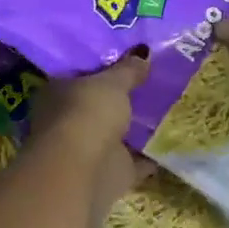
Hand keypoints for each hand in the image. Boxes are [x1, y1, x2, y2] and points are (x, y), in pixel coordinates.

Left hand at [30, 48, 154, 208]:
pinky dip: (149, 156)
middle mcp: (67, 121)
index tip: (128, 59)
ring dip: (135, 128)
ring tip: (166, 110)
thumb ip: (128, 69)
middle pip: (98, 105)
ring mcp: (87, 150)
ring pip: (115, 134)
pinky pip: (134, 161)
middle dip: (119, 99)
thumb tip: (143, 53)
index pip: (79, 75)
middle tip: (151, 83)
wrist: (82, 170)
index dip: (102, 68)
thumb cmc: (87, 113)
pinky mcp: (109, 174)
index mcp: (57, 92)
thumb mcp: (112, 82)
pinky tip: (171, 144)